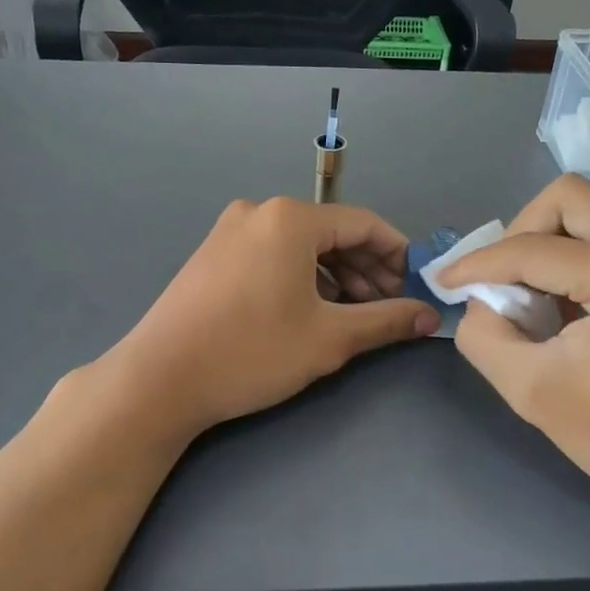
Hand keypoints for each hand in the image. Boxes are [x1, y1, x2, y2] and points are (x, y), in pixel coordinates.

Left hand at [103, 198, 438, 440]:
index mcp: (290, 219)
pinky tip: (311, 309)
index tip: (415, 288)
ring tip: (353, 314)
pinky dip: (301, 276)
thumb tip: (429, 316)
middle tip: (387, 308)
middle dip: (367, 268)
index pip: (364, 224)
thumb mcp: (329, 338)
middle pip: (332, 232)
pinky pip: (272, 254)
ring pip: (301, 245)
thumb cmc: (251, 352)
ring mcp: (230, 230)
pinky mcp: (213, 253)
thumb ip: (386, 321)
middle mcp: (259, 211)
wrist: (159, 379)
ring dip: (335, 275)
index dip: (397, 255)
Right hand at [439, 175, 589, 522]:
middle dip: (520, 233)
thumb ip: (484, 334)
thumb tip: (479, 299)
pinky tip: (562, 303)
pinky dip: (573, 256)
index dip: (479, 263)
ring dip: (547, 244)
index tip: (445, 281)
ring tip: (529, 298)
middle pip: (567, 198)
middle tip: (501, 283)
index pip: (532, 248)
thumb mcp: (532, 391)